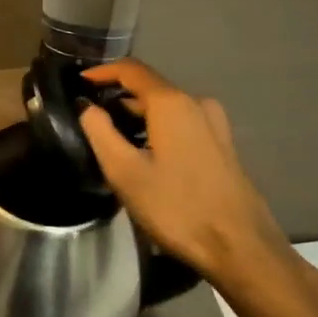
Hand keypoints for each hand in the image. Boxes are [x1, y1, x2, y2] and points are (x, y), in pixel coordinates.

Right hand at [78, 60, 292, 289]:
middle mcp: (197, 104)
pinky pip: (182, 123)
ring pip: (167, 108)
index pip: (132, 70)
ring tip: (112, 137)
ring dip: (138, 115)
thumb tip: (87, 107)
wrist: (239, 246)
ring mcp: (214, 124)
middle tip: (90, 117)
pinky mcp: (222, 145)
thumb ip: (100, 132)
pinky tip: (145, 153)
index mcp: (172, 104)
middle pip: (150, 88)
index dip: (102, 71)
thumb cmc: (176, 207)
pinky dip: (157, 128)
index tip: (78, 81)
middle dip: (117, 97)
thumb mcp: (124, 172)